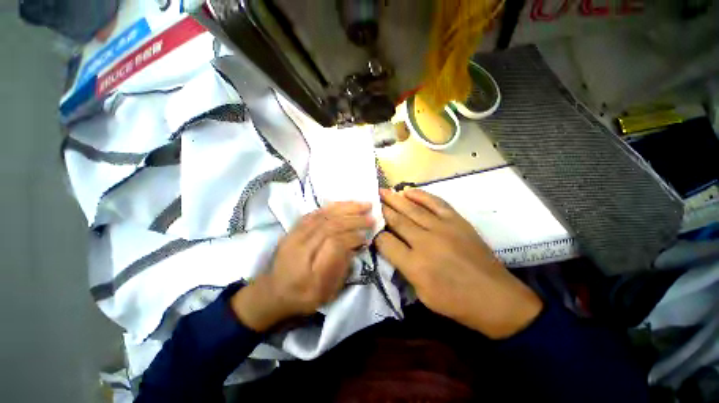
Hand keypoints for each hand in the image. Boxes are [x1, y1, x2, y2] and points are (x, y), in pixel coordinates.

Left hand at [231, 202, 373, 331]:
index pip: (334, 243)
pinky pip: (315, 212)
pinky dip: (332, 207)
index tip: (366, 237)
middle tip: (371, 216)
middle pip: (330, 225)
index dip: (353, 237)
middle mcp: (300, 245)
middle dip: (354, 219)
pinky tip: (344, 205)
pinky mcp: (295, 228)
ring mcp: (295, 234)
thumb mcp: (324, 293)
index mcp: (307, 267)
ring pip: (323, 214)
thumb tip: (354, 246)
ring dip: (346, 208)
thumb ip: (340, 268)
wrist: (272, 292)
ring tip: (363, 204)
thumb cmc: (301, 296)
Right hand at [375, 188, 542, 338]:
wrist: (496, 298)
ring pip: (413, 209)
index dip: (376, 234)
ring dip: (395, 199)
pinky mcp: (457, 221)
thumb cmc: (456, 302)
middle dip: (382, 210)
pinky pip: (436, 203)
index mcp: (415, 265)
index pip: (386, 242)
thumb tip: (392, 247)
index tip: (372, 227)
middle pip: (397, 221)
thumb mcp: (422, 293)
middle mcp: (426, 242)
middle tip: (372, 200)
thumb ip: (404, 267)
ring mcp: (443, 228)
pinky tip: (409, 191)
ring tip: (383, 191)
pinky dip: (421, 195)